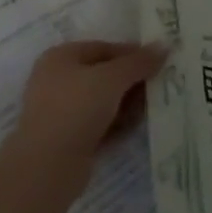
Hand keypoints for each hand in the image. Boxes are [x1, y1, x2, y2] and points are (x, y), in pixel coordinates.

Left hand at [7, 41, 167, 183]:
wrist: (47, 166)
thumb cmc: (76, 107)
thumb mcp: (112, 78)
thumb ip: (139, 62)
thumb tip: (164, 45)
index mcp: (60, 57)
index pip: (103, 48)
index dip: (131, 53)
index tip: (158, 61)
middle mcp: (57, 81)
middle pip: (103, 75)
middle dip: (131, 81)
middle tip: (160, 84)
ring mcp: (61, 112)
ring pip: (102, 102)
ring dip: (126, 104)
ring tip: (153, 106)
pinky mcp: (68, 140)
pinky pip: (98, 125)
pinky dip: (117, 124)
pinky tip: (137, 126)